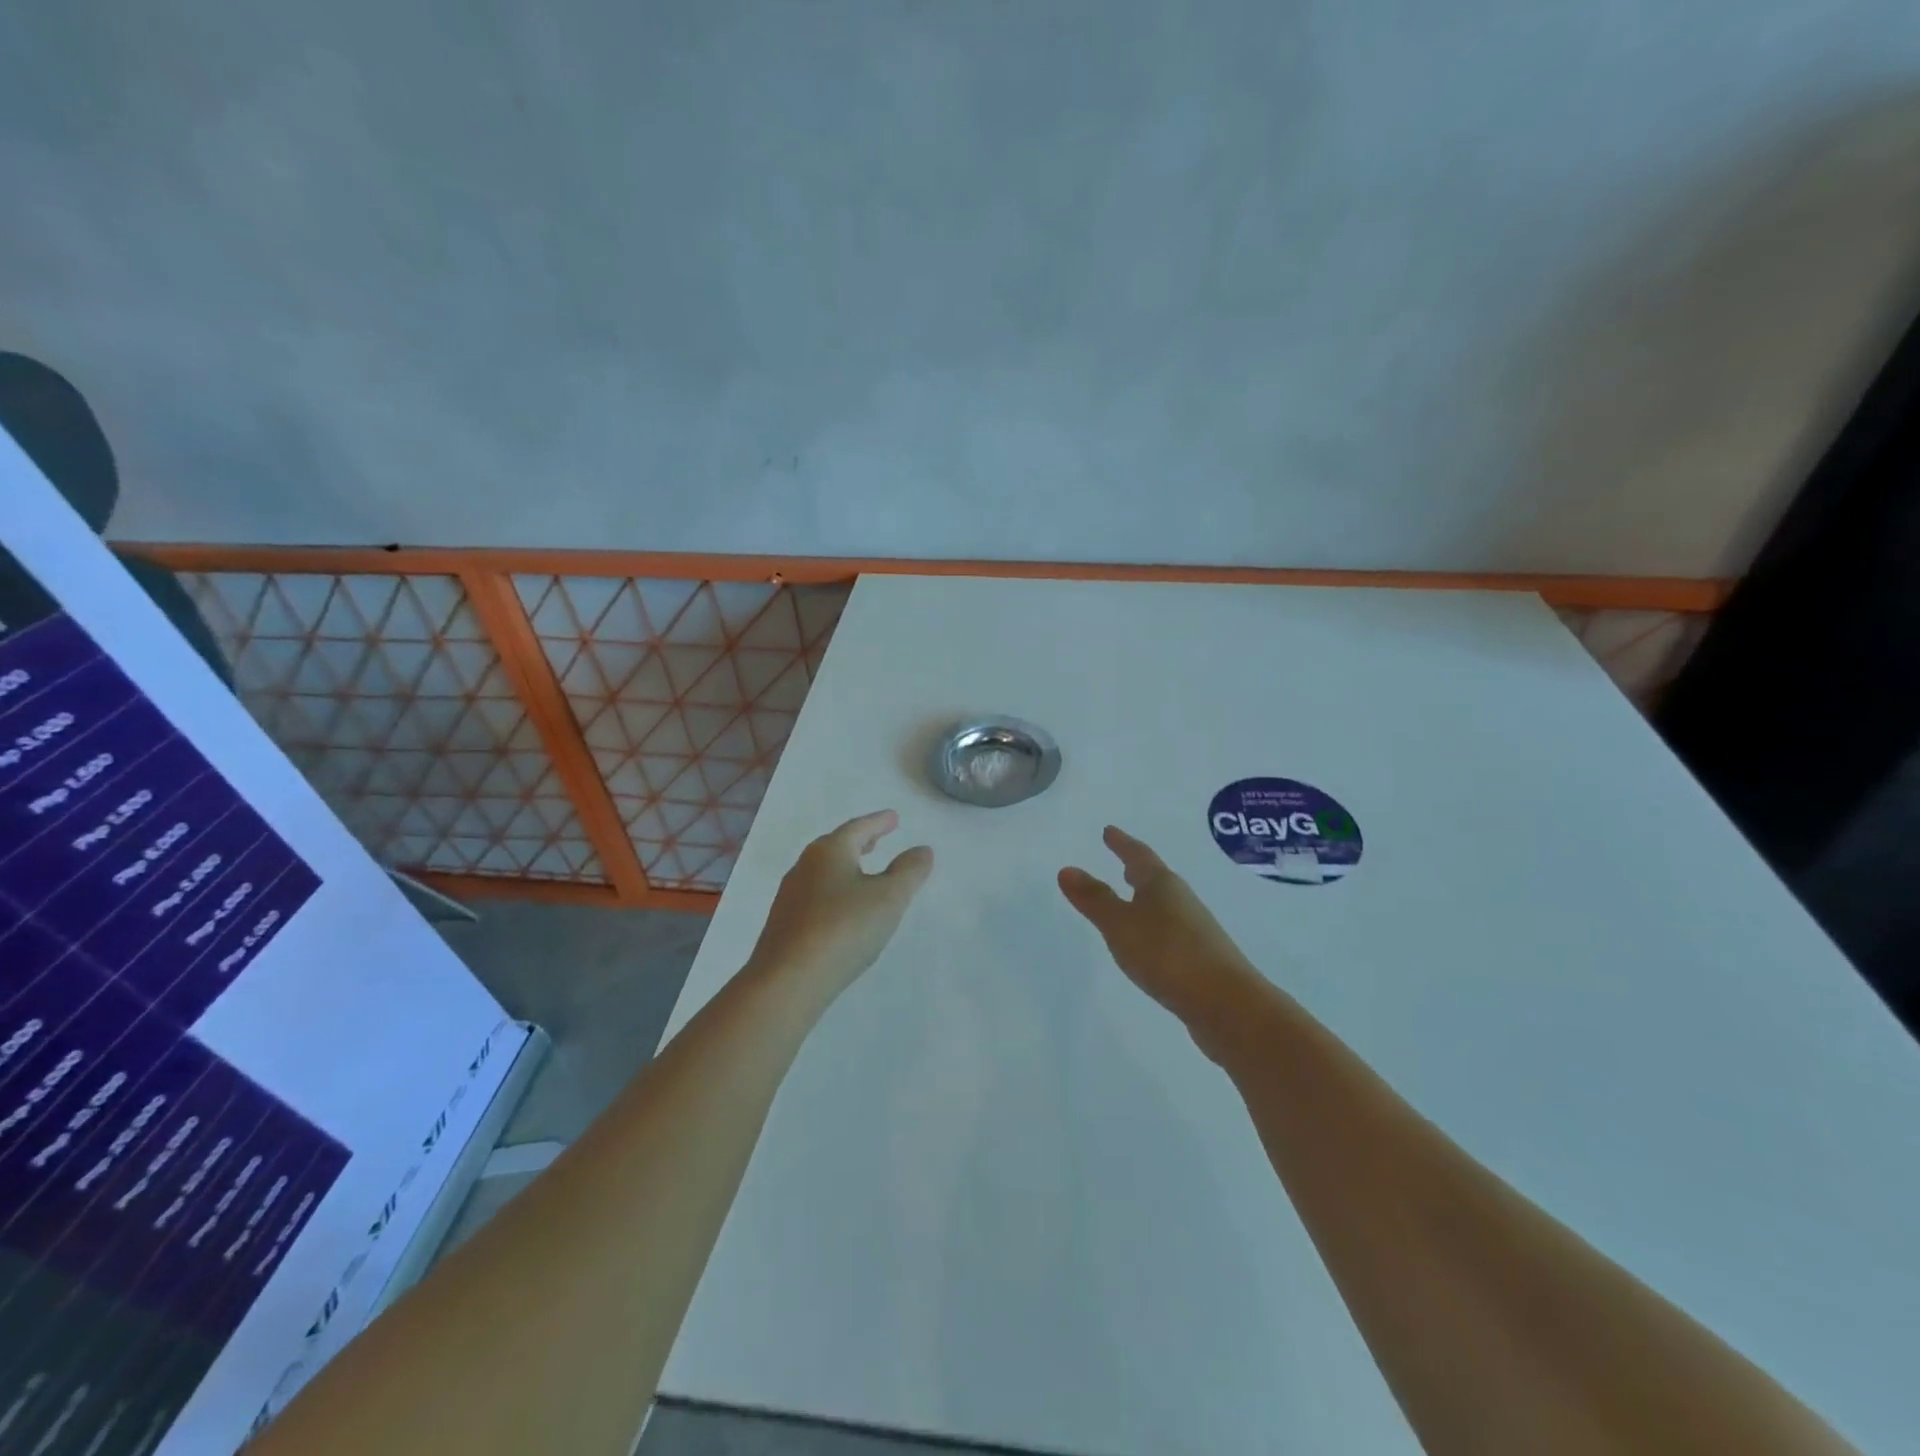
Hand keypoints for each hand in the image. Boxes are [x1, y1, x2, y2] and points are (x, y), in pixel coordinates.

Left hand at [749, 810, 933, 998]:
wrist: (787, 981)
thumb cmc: (843, 929)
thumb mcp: (889, 898)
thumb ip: (909, 871)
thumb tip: (922, 849)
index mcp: (829, 852)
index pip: (858, 828)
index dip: (878, 822)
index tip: (894, 817)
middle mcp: (805, 867)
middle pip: (835, 846)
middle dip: (859, 841)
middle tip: (877, 839)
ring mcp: (791, 897)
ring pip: (823, 871)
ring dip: (846, 866)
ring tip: (863, 871)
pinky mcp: (785, 925)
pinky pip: (816, 895)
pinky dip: (834, 890)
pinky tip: (843, 909)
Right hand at [1059, 826, 1260, 1025]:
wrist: (1228, 1004)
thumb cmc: (1168, 954)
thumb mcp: (1120, 925)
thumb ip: (1094, 899)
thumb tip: (1067, 869)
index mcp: (1162, 885)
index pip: (1138, 856)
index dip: (1121, 843)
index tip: (1109, 831)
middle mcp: (1181, 900)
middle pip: (1156, 878)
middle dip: (1137, 869)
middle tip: (1122, 859)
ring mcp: (1195, 930)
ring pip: (1164, 905)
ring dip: (1146, 899)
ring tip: (1131, 899)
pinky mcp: (1201, 958)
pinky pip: (1170, 931)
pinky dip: (1154, 927)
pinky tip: (1148, 943)